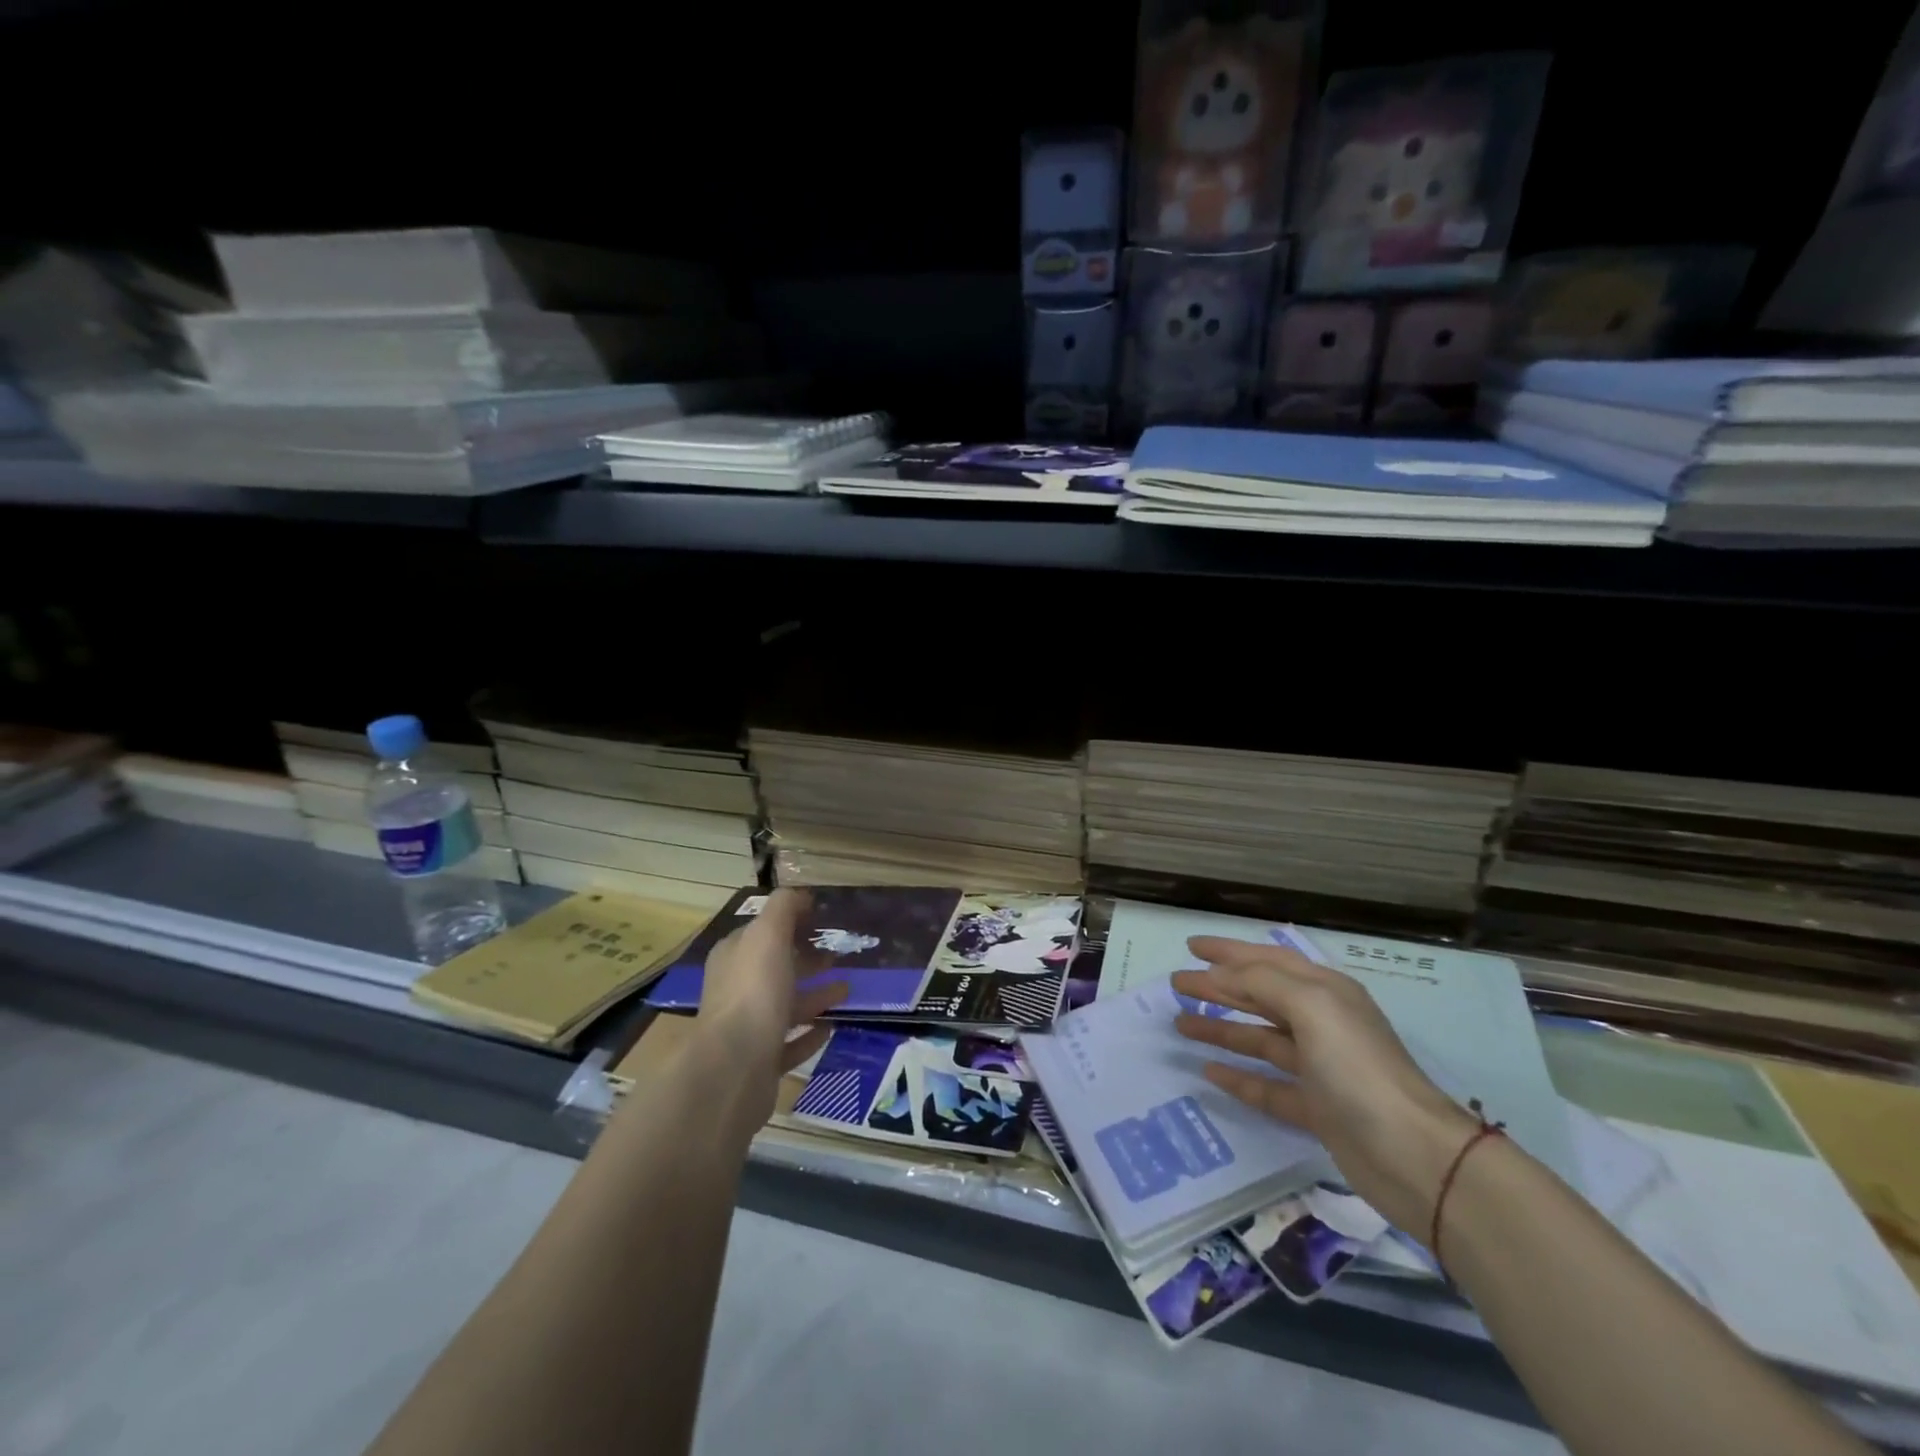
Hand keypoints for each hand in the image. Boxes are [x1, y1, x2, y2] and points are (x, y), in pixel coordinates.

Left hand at [694, 889, 846, 1122]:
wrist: (734, 1068)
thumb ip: (783, 908)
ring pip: (785, 1005)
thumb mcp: (768, 935)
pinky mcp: (760, 1063)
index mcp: (734, 957)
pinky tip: (831, 1027)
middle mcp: (736, 990)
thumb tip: (799, 894)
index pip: (761, 933)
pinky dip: (809, 1033)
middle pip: (774, 968)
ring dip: (815, 996)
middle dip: (805, 959)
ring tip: (847, 990)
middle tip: (839, 956)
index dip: (789, 923)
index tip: (821, 920)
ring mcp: (746, 1029)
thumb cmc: (753, 992)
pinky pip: (789, 1043)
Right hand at [1173, 937, 1478, 1235]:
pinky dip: (1239, 1077)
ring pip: (1259, 1039)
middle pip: (1259, 997)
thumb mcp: (1311, 1007)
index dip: (1228, 952)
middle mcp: (1321, 1023)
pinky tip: (1209, 1071)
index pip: (1267, 961)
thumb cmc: (1357, 1067)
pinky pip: (1267, 1085)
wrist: (1413, 1155)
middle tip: (1175, 984)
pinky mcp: (1316, 1109)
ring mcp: (1319, 1068)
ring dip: (1221, 1029)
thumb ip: (1261, 982)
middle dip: (1218, 988)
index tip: (1191, 946)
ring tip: (1180, 1025)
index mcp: (1324, 992)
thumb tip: (1220, 974)